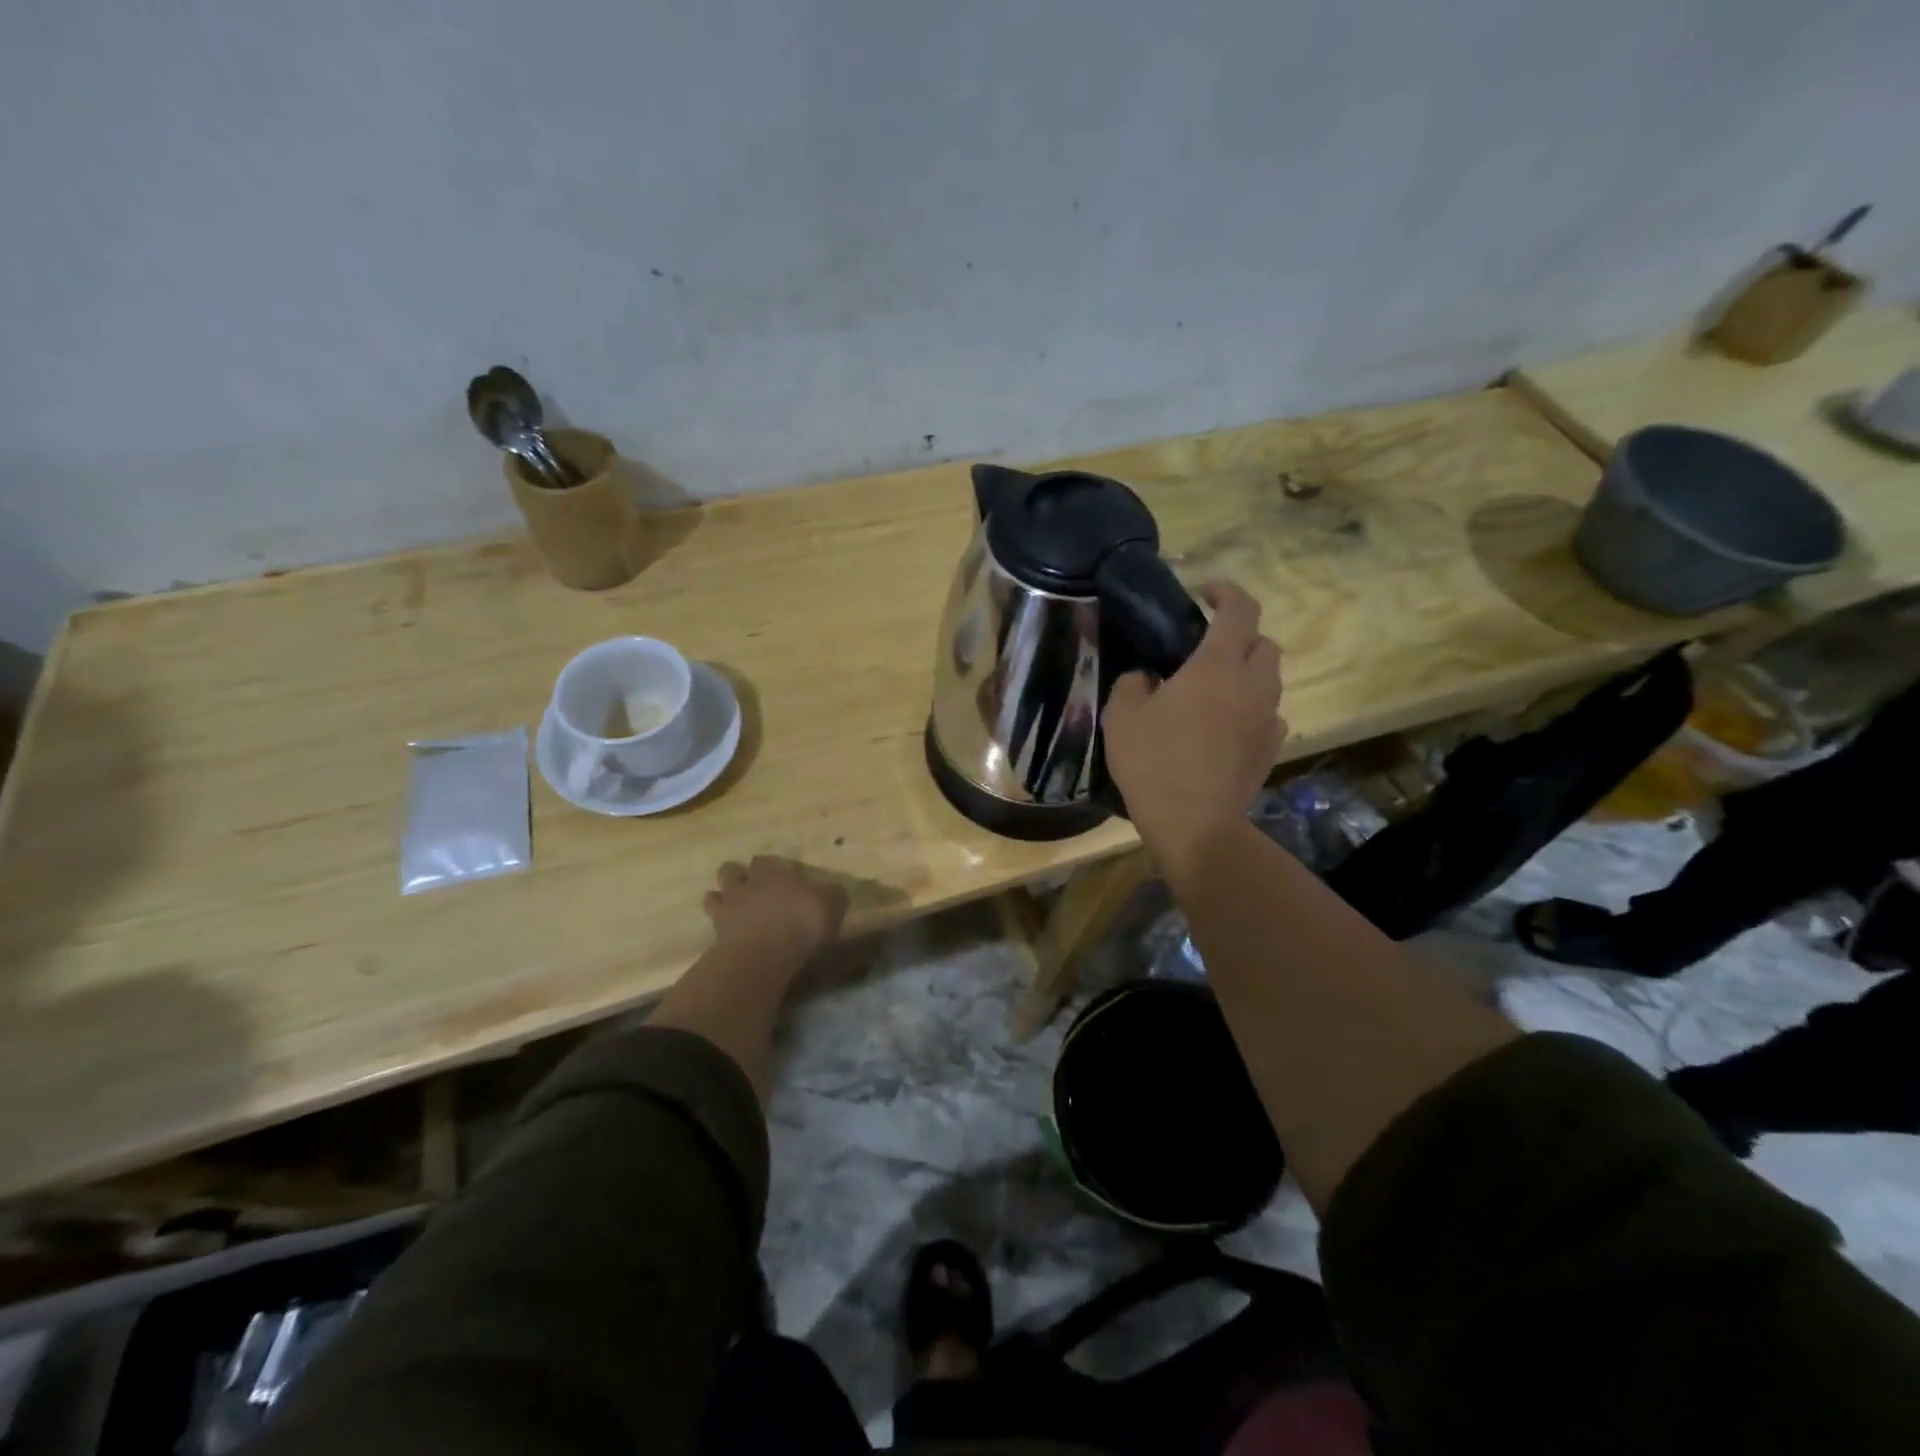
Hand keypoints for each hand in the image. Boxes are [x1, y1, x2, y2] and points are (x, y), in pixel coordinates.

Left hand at [703, 856, 848, 962]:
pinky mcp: (717, 928)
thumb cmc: (802, 923)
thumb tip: (834, 890)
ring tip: (733, 900)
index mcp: (776, 873)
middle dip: (743, 874)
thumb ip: (833, 894)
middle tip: (754, 885)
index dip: (774, 867)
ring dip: (724, 891)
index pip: (768, 861)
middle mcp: (749, 883)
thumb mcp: (832, 905)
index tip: (783, 877)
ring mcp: (729, 905)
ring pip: (718, 888)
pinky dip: (717, 915)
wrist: (764, 953)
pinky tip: (725, 923)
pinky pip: (713, 914)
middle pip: (735, 869)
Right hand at [1102, 582, 1285, 876]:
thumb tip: (1147, 677)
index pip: (1240, 610)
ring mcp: (1268, 718)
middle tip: (1208, 648)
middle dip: (1242, 636)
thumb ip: (1132, 683)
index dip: (1227, 592)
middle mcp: (1253, 685)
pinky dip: (1251, 708)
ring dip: (1247, 673)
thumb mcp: (1122, 716)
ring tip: (1214, 689)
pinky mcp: (1271, 748)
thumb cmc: (1154, 762)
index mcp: (1217, 666)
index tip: (1206, 593)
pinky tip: (1226, 725)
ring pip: (1270, 679)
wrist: (1195, 823)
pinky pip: (1269, 714)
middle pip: (1265, 643)